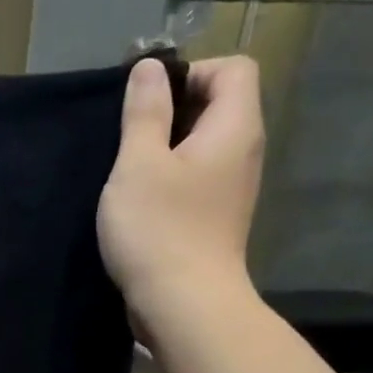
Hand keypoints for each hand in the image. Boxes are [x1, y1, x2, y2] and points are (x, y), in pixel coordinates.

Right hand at [97, 54, 264, 329]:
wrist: (183, 305)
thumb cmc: (159, 229)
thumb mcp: (139, 164)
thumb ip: (144, 112)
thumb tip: (151, 68)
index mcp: (235, 128)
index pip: (232, 68)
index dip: (190, 72)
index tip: (149, 103)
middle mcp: (243, 152)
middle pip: (219, 104)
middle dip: (173, 110)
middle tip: (130, 137)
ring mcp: (232, 188)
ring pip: (203, 145)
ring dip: (165, 148)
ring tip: (129, 170)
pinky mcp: (215, 218)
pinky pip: (196, 178)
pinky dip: (169, 178)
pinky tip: (139, 201)